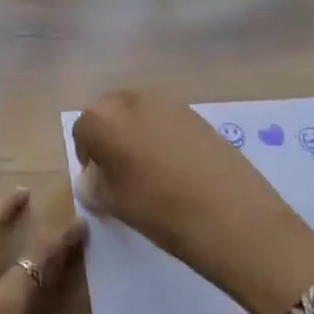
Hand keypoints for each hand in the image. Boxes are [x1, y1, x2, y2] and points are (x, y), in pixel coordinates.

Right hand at [72, 89, 313, 313]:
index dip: (88, 156)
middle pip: (109, 112)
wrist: (231, 214)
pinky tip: (176, 165)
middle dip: (110, 136)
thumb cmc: (160, 210)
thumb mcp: (115, 203)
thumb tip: (95, 178)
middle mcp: (131, 99)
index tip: (99, 180)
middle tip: (121, 171)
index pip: (83, 131)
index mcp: (103, 119)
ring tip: (150, 168)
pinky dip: (163, 134)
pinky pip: (166, 118)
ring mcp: (167, 102)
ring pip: (139, 112)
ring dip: (136, 133)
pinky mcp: (196, 111)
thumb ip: (96, 184)